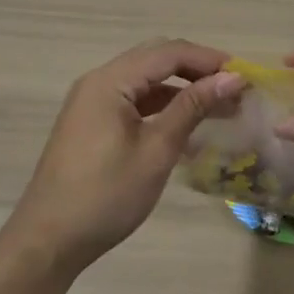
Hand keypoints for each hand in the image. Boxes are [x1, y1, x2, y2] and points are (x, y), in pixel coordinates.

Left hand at [5, 39, 245, 270]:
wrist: (49, 241)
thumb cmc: (106, 195)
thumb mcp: (156, 150)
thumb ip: (192, 107)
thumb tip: (231, 78)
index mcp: (110, 81)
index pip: (168, 53)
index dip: (209, 60)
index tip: (245, 76)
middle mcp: (98, 82)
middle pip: (156, 59)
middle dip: (197, 69)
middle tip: (234, 89)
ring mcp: (92, 102)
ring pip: (145, 80)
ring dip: (182, 88)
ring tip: (219, 107)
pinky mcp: (92, 123)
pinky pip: (134, 100)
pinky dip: (162, 105)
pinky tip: (187, 125)